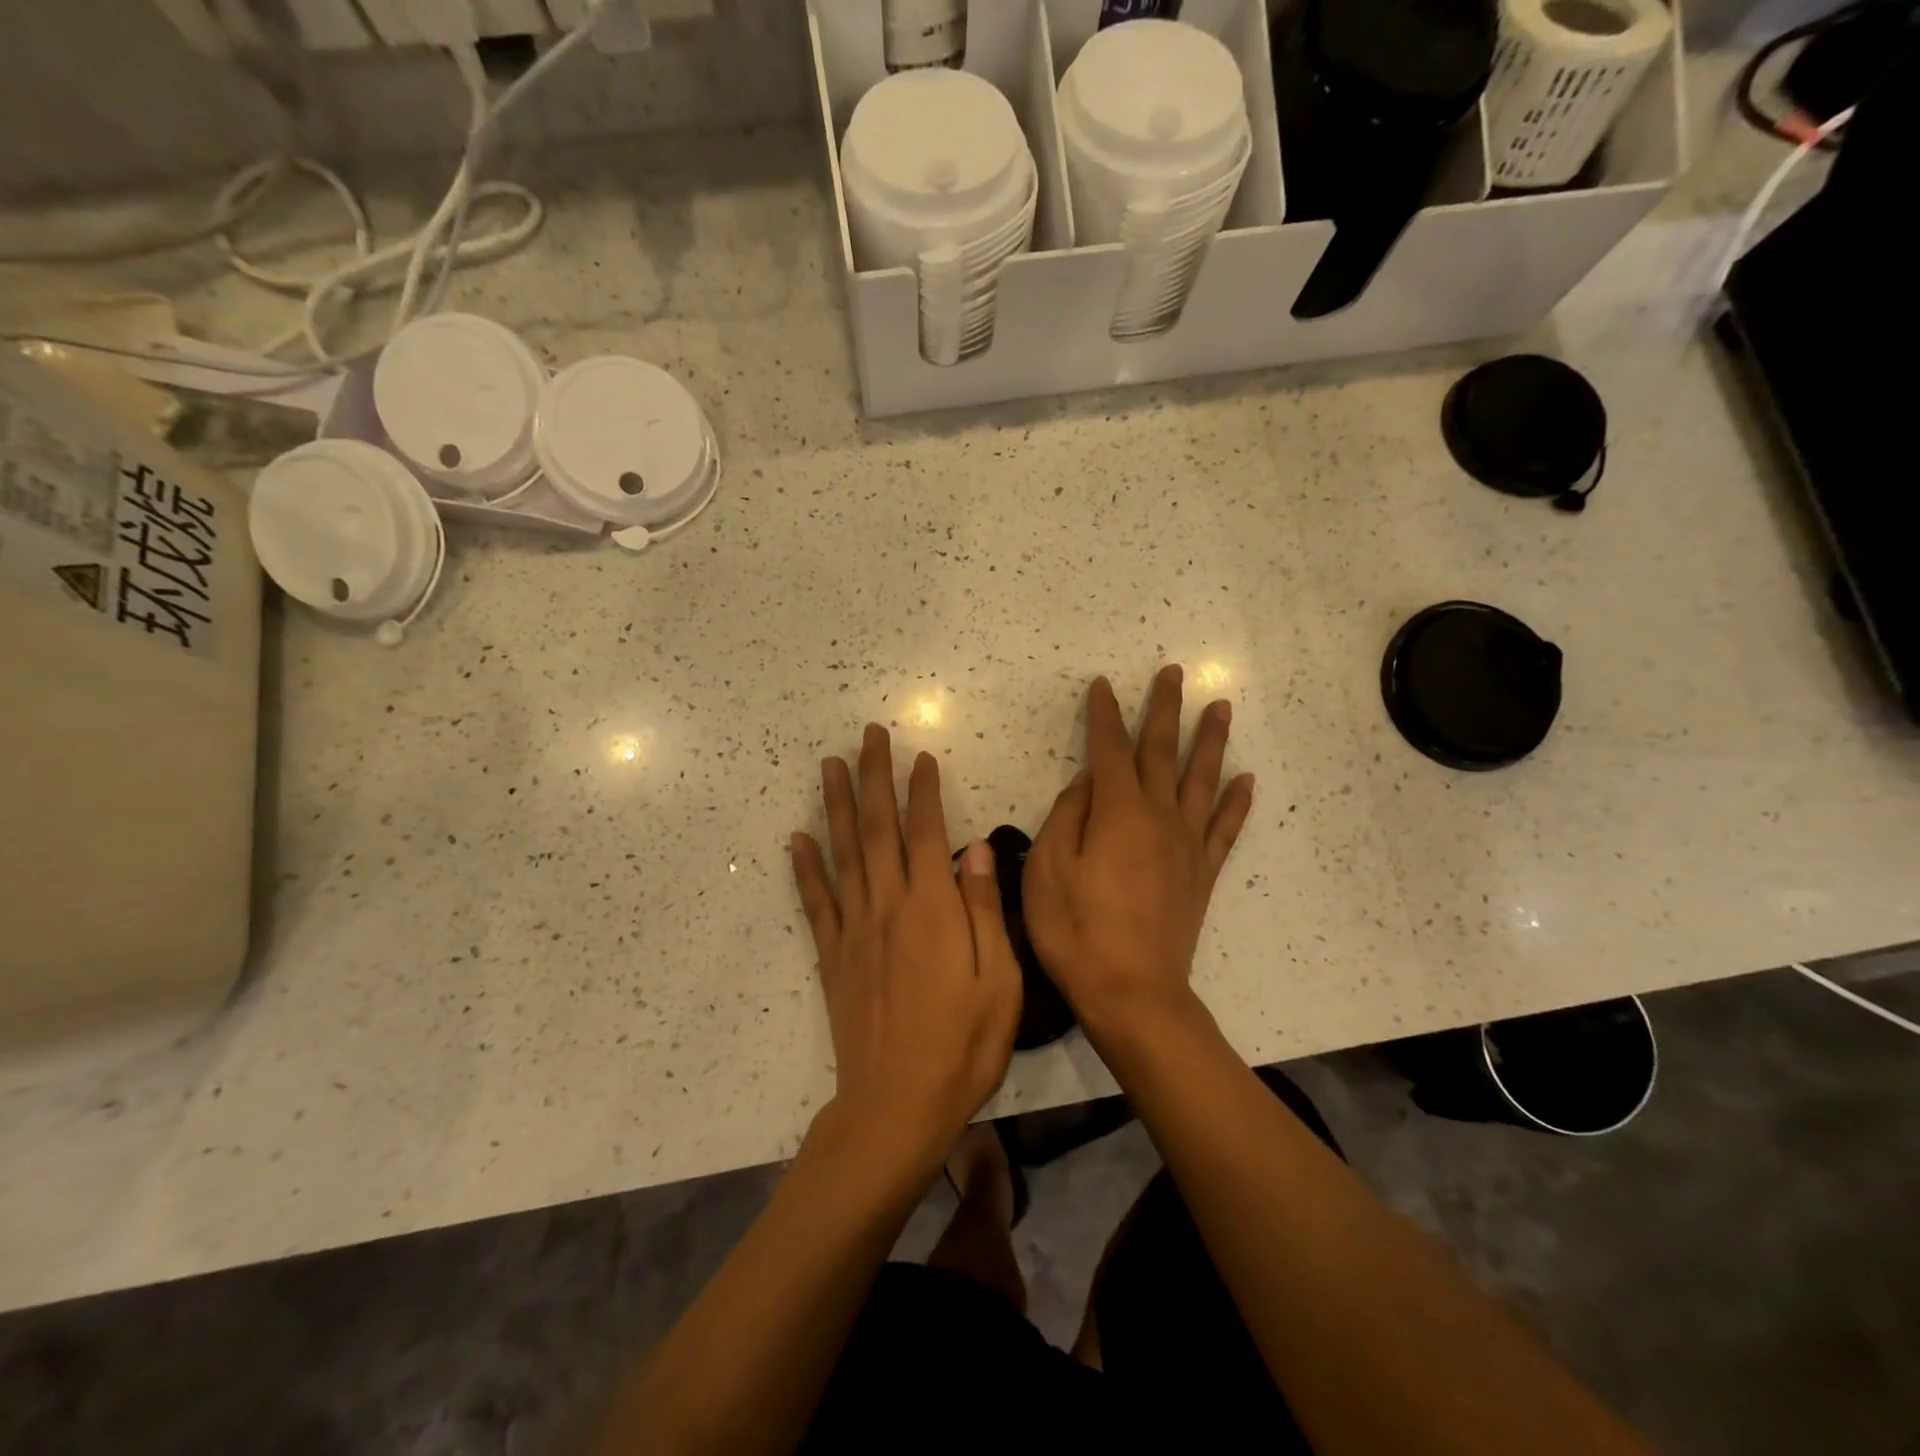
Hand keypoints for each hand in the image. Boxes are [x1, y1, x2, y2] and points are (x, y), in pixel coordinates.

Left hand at [791, 725, 1022, 1168]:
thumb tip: (974, 847)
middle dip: (874, 777)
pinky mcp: (832, 956)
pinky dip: (804, 867)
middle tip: (868, 735)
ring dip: (836, 804)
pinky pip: (816, 901)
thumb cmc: (962, 1045)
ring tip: (830, 764)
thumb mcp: (999, 980)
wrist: (896, 1105)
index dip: (922, 790)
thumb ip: (984, 908)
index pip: (925, 832)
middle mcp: (888, 906)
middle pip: (877, 828)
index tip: (920, 756)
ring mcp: (854, 929)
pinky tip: (797, 838)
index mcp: (933, 908)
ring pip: (843, 853)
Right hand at [1023, 666, 1253, 1035]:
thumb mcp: (1047, 869)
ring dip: (1210, 741)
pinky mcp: (1202, 874)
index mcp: (1117, 811)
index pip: (1109, 749)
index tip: (1103, 685)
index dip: (1105, 715)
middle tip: (1174, 672)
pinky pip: (1225, 828)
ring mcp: (1187, 845)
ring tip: (1219, 707)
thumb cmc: (1076, 931)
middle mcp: (1158, 816)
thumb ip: (1067, 817)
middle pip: (1163, 752)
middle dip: (1165, 710)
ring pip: (1202, 779)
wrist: (1132, 992)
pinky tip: (1246, 779)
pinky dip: (1236, 801)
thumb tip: (1087, 783)